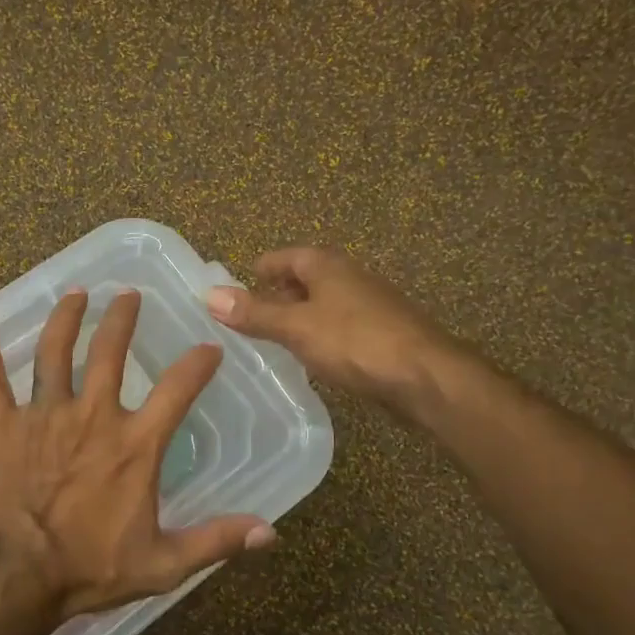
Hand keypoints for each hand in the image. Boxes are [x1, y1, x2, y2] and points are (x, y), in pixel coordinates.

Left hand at [0, 288, 276, 634]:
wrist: (14, 576)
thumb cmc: (88, 569)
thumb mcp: (162, 563)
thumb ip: (215, 541)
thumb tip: (271, 532)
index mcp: (134, 445)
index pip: (177, 390)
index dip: (198, 365)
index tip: (210, 349)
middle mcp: (91, 416)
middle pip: (109, 353)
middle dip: (122, 318)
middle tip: (128, 294)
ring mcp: (43, 416)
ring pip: (54, 353)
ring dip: (65, 319)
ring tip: (75, 294)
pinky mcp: (2, 426)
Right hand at [204, 247, 479, 417]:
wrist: (425, 377)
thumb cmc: (356, 342)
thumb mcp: (296, 327)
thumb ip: (255, 313)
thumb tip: (210, 295)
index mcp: (327, 266)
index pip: (286, 256)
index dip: (262, 268)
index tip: (240, 283)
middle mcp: (350, 277)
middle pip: (307, 278)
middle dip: (279, 292)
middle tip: (250, 313)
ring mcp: (369, 305)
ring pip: (324, 303)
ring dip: (300, 315)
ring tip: (274, 336)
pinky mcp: (381, 334)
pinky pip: (340, 326)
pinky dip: (320, 334)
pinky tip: (311, 356)